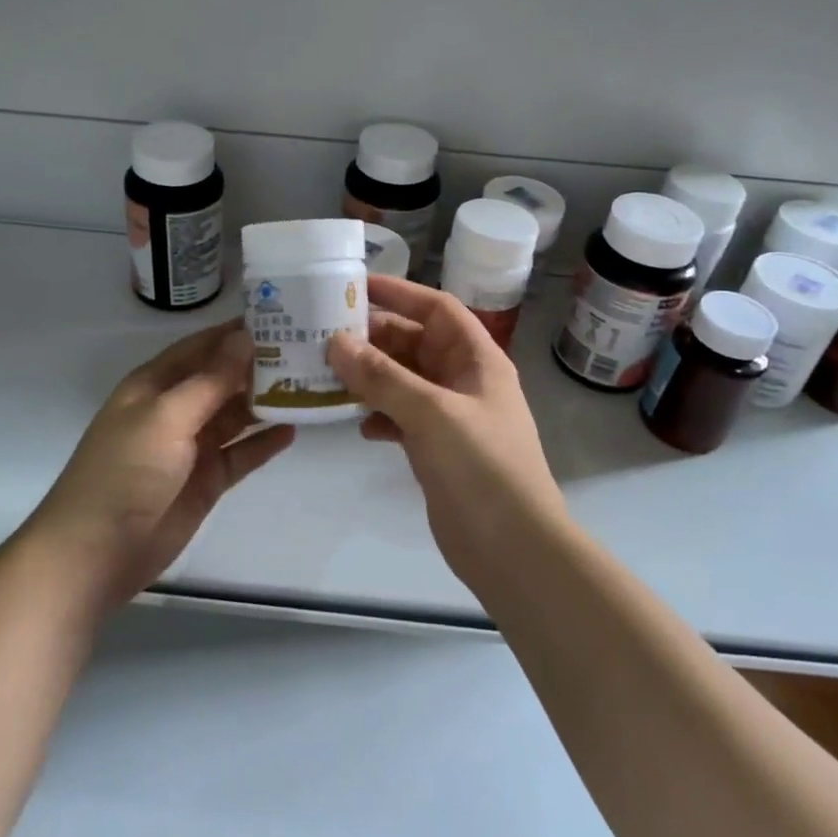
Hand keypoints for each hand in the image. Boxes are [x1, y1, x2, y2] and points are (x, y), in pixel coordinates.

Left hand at [27, 319, 295, 612]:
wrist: (98, 552)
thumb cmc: (126, 471)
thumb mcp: (166, 416)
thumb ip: (210, 380)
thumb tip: (245, 338)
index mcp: (154, 385)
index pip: (200, 347)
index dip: (233, 333)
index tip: (278, 316)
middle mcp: (174, 410)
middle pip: (221, 380)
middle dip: (256, 366)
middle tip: (305, 350)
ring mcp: (191, 447)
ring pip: (234, 415)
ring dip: (264, 402)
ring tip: (307, 384)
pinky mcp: (206, 481)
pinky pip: (241, 454)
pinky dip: (263, 443)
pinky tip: (293, 429)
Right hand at [327, 276, 563, 584]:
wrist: (514, 550)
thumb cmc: (482, 468)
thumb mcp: (432, 414)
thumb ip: (383, 377)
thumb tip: (336, 342)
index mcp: (476, 359)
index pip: (436, 308)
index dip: (400, 292)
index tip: (355, 286)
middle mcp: (463, 380)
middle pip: (414, 343)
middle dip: (373, 338)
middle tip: (324, 334)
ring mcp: (449, 416)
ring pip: (402, 381)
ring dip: (369, 377)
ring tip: (327, 375)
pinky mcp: (436, 448)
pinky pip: (400, 416)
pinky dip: (378, 414)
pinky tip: (356, 423)